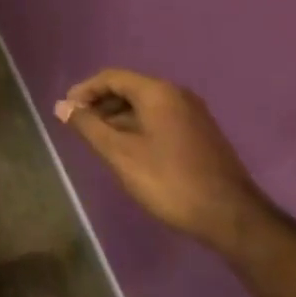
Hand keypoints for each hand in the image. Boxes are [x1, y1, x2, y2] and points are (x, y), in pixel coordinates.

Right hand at [54, 70, 269, 256]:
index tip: (67, 110)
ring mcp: (193, 114)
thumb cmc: (170, 181)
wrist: (233, 218)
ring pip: (146, 106)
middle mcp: (177, 94)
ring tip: (101, 141)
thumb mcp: (121, 154)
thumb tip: (62, 107)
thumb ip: (88, 127)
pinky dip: (139, 127)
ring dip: (119, 118)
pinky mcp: (202, 134)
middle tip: (81, 125)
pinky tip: (131, 151)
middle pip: (129, 89)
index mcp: (157, 92)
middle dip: (101, 104)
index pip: (111, 77)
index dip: (85, 90)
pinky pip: (161, 119)